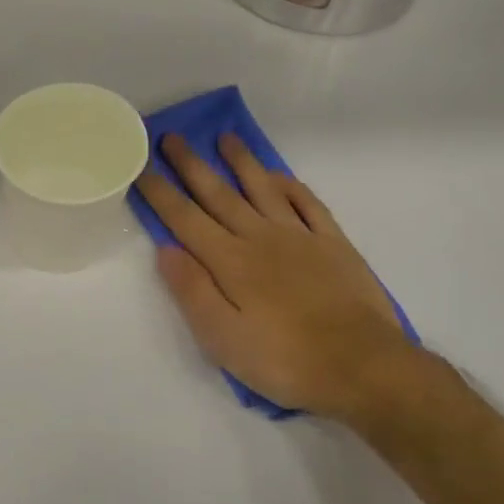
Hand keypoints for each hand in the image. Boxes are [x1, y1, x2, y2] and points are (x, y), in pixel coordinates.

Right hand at [134, 134, 426, 428]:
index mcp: (229, 261)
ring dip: (241, 162)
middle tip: (172, 137)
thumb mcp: (223, 339)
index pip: (185, 219)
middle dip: (191, 165)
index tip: (141, 166)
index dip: (160, 192)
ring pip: (262, 188)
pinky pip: (307, 203)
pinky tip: (278, 176)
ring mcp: (299, 236)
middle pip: (219, 194)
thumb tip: (166, 249)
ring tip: (226, 138)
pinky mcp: (333, 244)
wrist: (362, 366)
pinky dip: (290, 186)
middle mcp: (260, 238)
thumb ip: (193, 291)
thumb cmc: (284, 360)